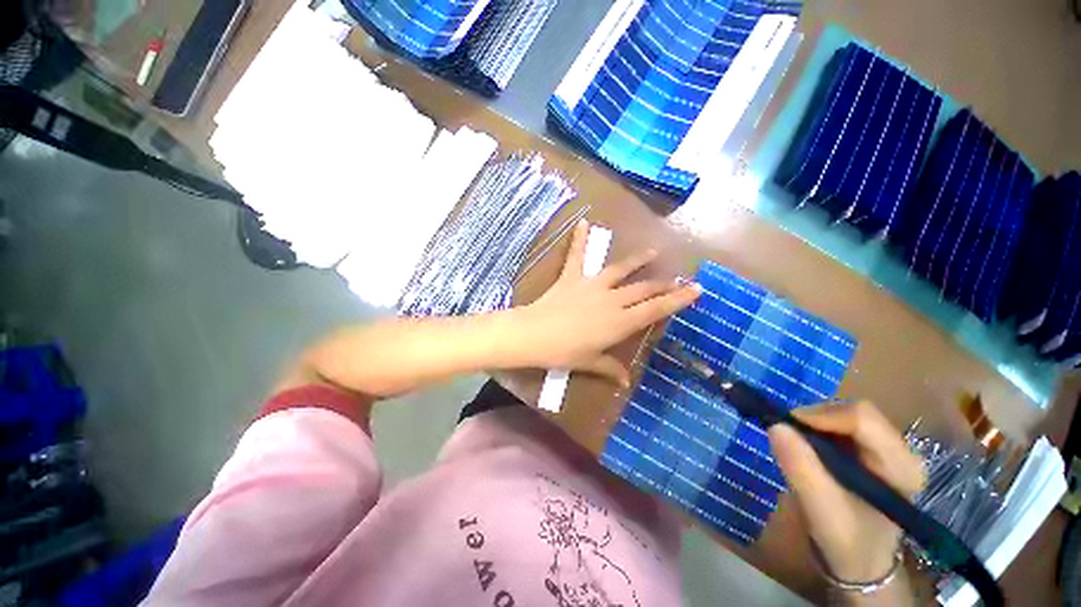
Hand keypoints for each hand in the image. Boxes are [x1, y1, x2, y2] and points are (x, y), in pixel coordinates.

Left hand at [511, 220, 700, 386]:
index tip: (697, 289)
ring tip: (653, 252)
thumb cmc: (564, 352)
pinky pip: (577, 255)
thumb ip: (610, 370)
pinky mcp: (572, 277)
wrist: (534, 334)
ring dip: (637, 260)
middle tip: (678, 278)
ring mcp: (592, 285)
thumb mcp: (589, 363)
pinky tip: (583, 222)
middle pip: (642, 289)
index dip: (678, 299)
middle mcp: (611, 299)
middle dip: (663, 284)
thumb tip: (625, 383)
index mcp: (619, 322)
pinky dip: (579, 239)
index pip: (655, 309)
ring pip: (620, 269)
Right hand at [768, 401, 925, 582]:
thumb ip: (802, 469)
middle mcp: (902, 451)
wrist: (859, 560)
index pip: (863, 419)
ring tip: (797, 442)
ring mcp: (889, 448)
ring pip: (846, 414)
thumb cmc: (846, 540)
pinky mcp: (873, 449)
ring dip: (815, 422)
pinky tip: (808, 445)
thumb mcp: (821, 510)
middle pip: (855, 412)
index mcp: (902, 467)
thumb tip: (775, 426)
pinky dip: (818, 428)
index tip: (786, 426)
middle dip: (816, 417)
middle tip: (788, 434)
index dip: (821, 416)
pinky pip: (842, 423)